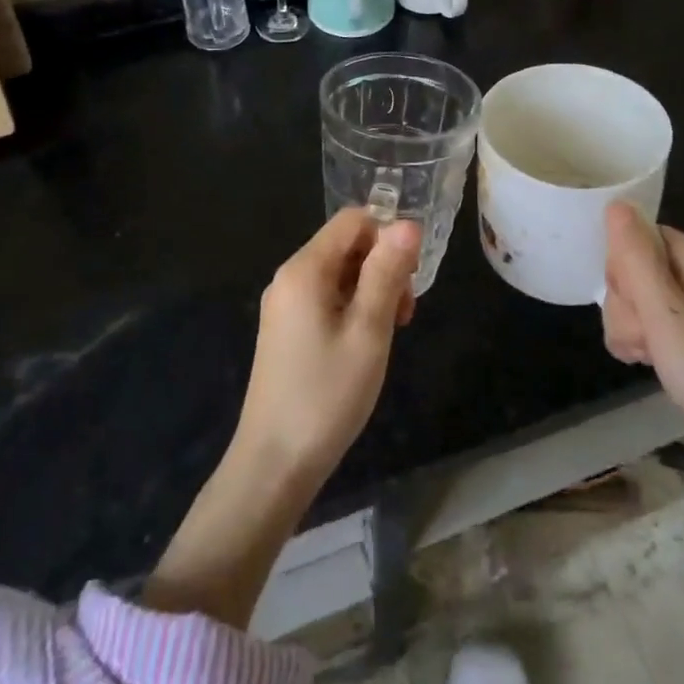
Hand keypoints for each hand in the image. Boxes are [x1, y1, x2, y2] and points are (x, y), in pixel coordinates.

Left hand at [232, 209, 421, 490]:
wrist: (274, 463)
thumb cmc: (327, 395)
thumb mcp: (368, 331)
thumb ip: (387, 273)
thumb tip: (407, 223)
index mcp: (305, 268)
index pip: (353, 220)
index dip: (388, 238)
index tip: (409, 281)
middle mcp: (289, 276)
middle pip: (346, 245)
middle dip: (382, 267)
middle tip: (402, 317)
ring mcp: (284, 303)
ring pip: (339, 273)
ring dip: (371, 291)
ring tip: (387, 334)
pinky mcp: (285, 328)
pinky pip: (325, 297)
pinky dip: (352, 309)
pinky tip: (363, 344)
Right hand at [601, 202, 683, 502]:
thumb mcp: (665, 314)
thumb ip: (636, 258)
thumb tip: (617, 204)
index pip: (644, 239)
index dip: (625, 268)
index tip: (633, 305)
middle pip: (642, 268)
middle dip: (628, 304)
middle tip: (645, 339)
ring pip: (644, 299)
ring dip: (632, 326)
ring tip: (646, 357)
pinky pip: (659, 325)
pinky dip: (648, 342)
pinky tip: (650, 363)